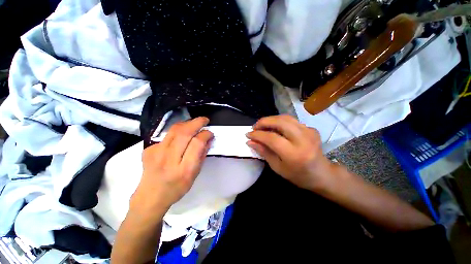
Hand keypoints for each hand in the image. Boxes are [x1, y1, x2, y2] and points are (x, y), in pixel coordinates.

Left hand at [132, 117, 213, 214]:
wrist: (150, 196)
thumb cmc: (177, 187)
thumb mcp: (195, 174)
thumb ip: (202, 155)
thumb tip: (208, 139)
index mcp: (184, 169)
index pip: (196, 144)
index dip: (205, 135)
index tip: (210, 133)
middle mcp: (169, 159)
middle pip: (184, 133)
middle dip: (197, 123)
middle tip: (205, 120)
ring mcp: (156, 152)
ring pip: (174, 130)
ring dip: (187, 123)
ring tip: (195, 122)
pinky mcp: (149, 149)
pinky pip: (166, 135)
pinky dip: (177, 131)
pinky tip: (181, 134)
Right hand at [246, 115, 331, 190]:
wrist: (322, 174)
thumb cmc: (298, 175)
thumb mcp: (277, 167)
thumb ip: (264, 152)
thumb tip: (250, 141)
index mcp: (294, 154)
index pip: (272, 138)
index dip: (258, 134)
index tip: (248, 134)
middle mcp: (303, 140)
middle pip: (280, 122)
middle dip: (263, 122)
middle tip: (255, 127)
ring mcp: (309, 131)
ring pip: (285, 118)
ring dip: (271, 119)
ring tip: (262, 125)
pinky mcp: (311, 128)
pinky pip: (292, 120)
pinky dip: (280, 121)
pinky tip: (275, 128)